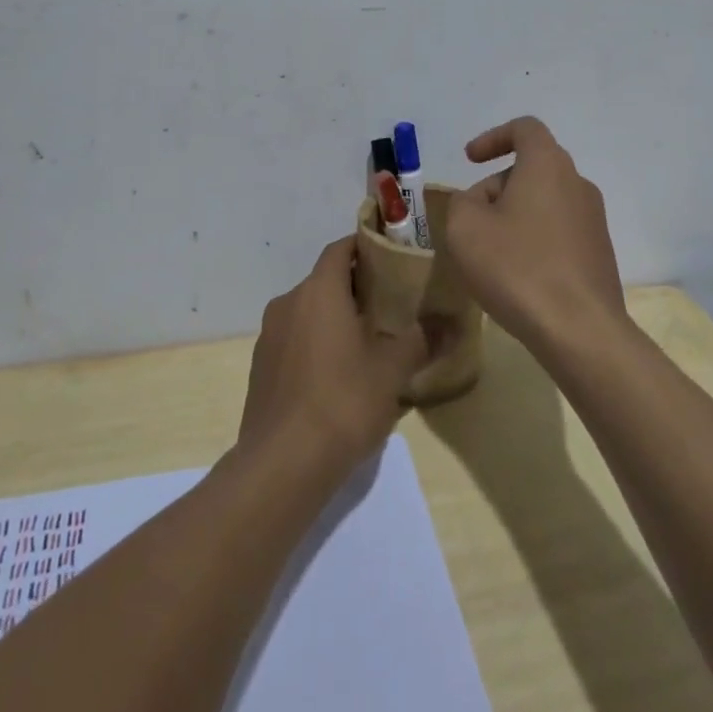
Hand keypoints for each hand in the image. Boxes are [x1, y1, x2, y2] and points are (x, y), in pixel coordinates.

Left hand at [238, 238, 428, 477]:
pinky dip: (316, 343)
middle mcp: (288, 303)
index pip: (340, 249)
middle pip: (325, 280)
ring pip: (308, 311)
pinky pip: (294, 340)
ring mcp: (269, 336)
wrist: (282, 464)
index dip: (365, 247)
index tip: (392, 257)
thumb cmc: (343, 402)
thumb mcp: (392, 370)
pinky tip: (338, 375)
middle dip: (355, 287)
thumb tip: (451, 322)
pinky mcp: (260, 368)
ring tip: (368, 340)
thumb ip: (421, 339)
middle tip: (390, 303)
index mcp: (318, 291)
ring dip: (334, 317)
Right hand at [444, 117, 626, 354]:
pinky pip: (559, 231)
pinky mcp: (599, 253)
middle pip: (533, 168)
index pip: (525, 129)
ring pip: (545, 201)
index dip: (494, 137)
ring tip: (491, 252)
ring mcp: (594, 219)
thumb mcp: (465, 227)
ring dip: (515, 215)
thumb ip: (464, 201)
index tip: (470, 160)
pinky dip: (534, 239)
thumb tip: (481, 201)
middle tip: (472, 219)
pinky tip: (518, 274)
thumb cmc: (517, 267)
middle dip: (498, 185)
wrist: (579, 330)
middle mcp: (577, 183)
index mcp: (548, 165)